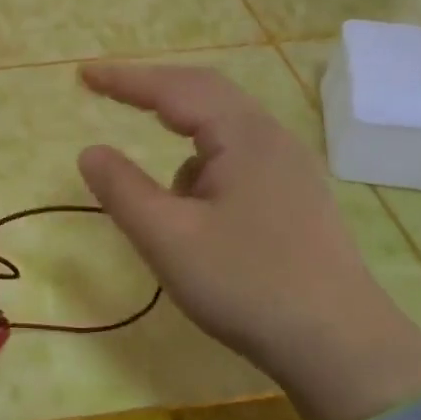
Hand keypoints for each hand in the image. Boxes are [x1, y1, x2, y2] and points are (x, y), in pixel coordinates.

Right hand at [76, 63, 420, 419]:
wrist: (338, 344)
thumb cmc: (246, 285)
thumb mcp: (168, 238)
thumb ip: (122, 190)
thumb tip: (90, 151)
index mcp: (245, 136)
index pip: (176, 88)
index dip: (125, 79)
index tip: (82, 75)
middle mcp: (273, 140)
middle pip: (206, 97)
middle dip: (154, 95)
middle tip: (109, 94)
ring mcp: (291, 170)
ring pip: (223, 136)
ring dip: (181, 145)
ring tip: (162, 202)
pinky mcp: (296, 199)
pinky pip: (238, 164)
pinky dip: (204, 174)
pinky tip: (199, 220)